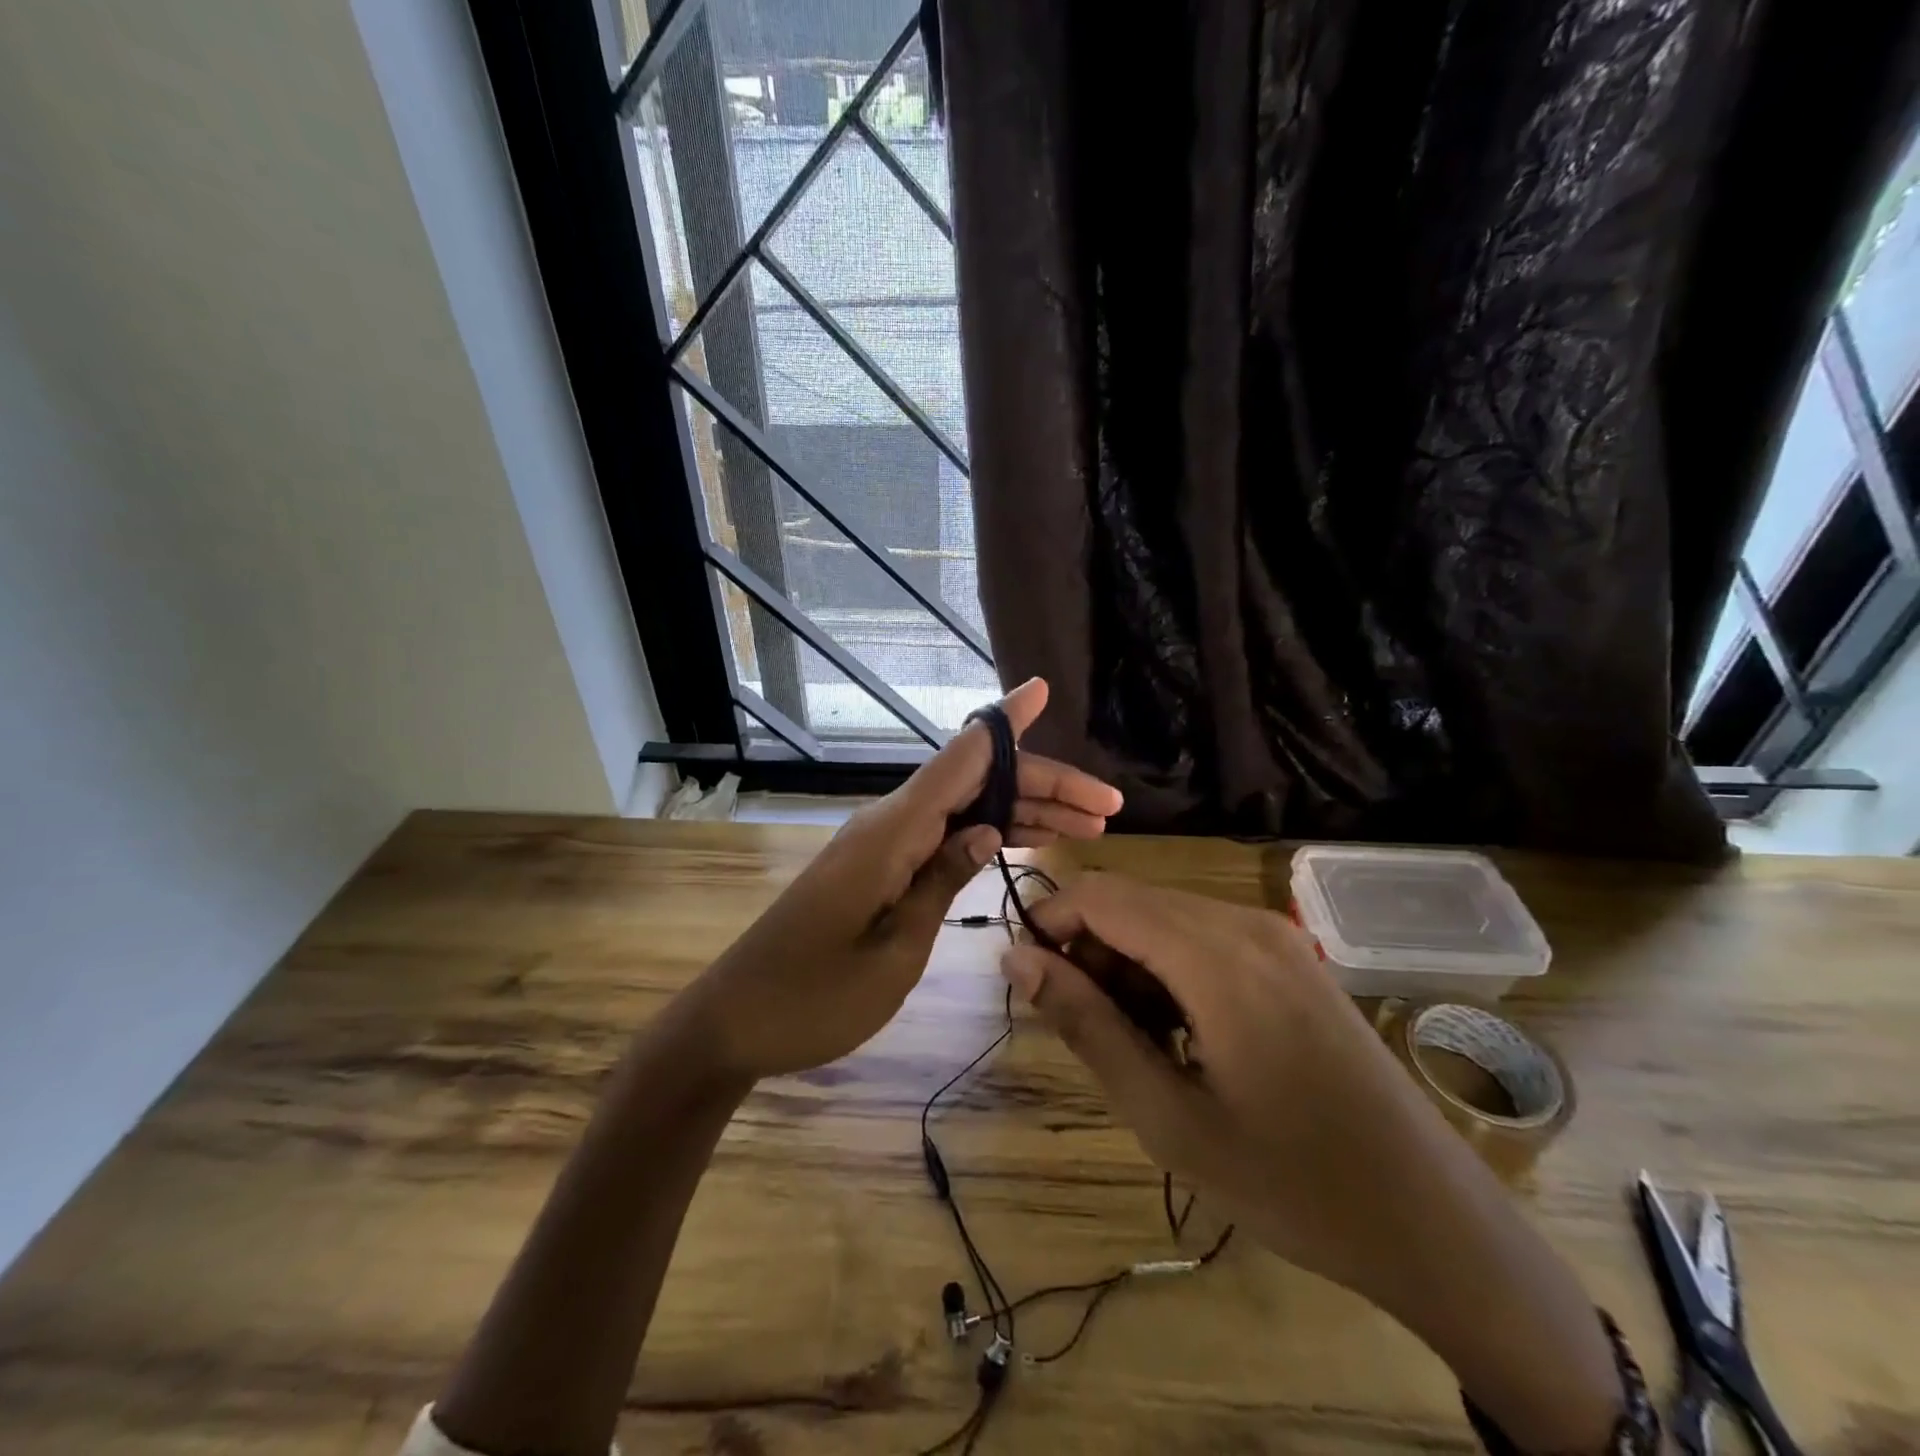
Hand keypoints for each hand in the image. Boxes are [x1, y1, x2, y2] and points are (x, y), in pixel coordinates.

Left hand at [684, 679, 1122, 1081]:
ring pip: (965, 809)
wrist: (735, 1021)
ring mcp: (882, 846)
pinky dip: (986, 837)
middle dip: (1042, 787)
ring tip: (1088, 828)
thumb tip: (989, 829)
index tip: (1041, 688)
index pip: (960, 759)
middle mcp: (889, 825)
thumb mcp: (893, 952)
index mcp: (891, 833)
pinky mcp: (878, 869)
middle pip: (975, 784)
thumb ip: (940, 883)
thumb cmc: (812, 999)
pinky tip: (1026, 842)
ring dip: (1023, 813)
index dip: (1005, 723)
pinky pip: (942, 836)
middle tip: (1107, 809)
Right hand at [998, 874, 1445, 1290]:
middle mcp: (1244, 923)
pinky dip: (1167, 966)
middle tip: (1082, 1027)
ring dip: (1126, 961)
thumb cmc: (1290, 1180)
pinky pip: (1203, 935)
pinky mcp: (1291, 957)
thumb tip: (1017, 959)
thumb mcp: (1167, 1115)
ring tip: (1131, 1041)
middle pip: (1131, 901)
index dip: (1048, 924)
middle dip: (1087, 948)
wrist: (1431, 1219)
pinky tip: (1180, 1033)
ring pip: (1164, 916)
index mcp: (1215, 954)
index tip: (1027, 980)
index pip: (1100, 896)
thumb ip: (1087, 1025)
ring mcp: (1276, 936)